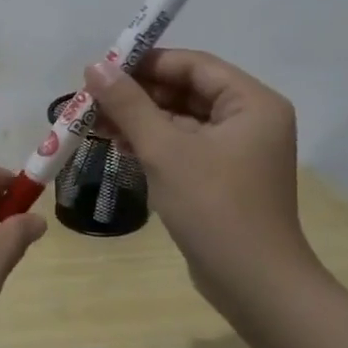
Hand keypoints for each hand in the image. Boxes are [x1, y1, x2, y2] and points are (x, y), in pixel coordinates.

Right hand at [84, 49, 310, 309]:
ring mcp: (238, 151)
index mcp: (252, 103)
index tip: (103, 68)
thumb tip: (94, 67)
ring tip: (95, 121)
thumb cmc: (214, 207)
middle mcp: (251, 120)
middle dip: (139, 94)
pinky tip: (117, 144)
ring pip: (182, 120)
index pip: (194, 66)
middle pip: (187, 91)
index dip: (147, 62)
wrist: (254, 285)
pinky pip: (184, 146)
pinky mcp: (223, 177)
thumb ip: (129, 104)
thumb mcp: (165, 150)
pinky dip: (153, 143)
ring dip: (140, 119)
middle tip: (92, 97)